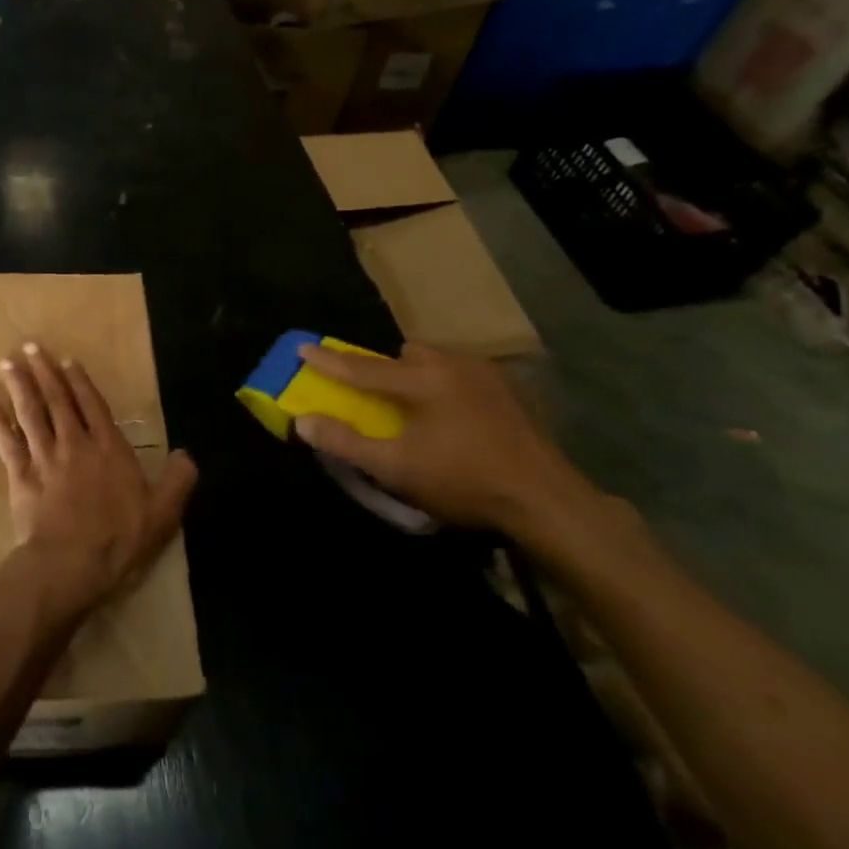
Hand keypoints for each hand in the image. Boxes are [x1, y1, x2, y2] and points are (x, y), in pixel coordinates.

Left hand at [0, 342, 197, 621]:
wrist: (72, 564)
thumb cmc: (119, 538)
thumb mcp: (163, 513)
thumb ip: (177, 480)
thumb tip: (186, 454)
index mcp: (109, 449)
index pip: (93, 405)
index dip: (80, 382)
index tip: (67, 361)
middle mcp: (75, 444)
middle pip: (57, 401)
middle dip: (44, 372)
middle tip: (30, 347)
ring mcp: (45, 458)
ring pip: (30, 414)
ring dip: (19, 387)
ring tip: (6, 364)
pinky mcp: (21, 476)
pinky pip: (6, 442)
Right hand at [292, 342, 595, 535]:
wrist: (546, 500)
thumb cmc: (463, 482)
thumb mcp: (396, 469)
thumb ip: (346, 443)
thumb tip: (303, 422)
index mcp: (422, 381)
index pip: (362, 368)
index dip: (329, 361)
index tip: (302, 348)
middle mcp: (452, 364)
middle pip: (406, 354)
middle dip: (387, 368)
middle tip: (383, 399)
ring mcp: (486, 373)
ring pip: (438, 359)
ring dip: (421, 373)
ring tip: (421, 407)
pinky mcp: (509, 388)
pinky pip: (464, 372)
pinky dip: (449, 383)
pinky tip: (458, 416)